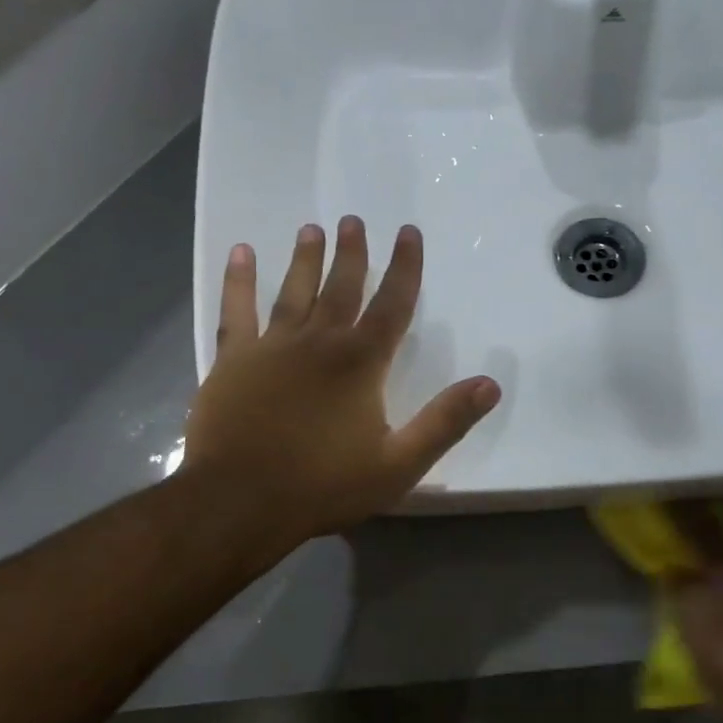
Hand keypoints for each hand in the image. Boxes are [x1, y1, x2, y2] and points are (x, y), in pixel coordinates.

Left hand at [184, 218, 501, 546]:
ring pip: (293, 290)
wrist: (239, 501)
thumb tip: (490, 384)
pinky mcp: (232, 360)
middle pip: (341, 287)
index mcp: (361, 363)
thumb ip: (445, 421)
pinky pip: (236, 310)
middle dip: (352, 253)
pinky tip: (241, 253)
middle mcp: (319, 342)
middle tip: (354, 220)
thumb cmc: (323, 485)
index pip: (392, 304)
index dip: (405, 267)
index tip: (409, 232)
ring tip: (311, 228)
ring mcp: (271, 347)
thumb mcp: (398, 464)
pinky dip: (239, 280)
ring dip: (305, 258)